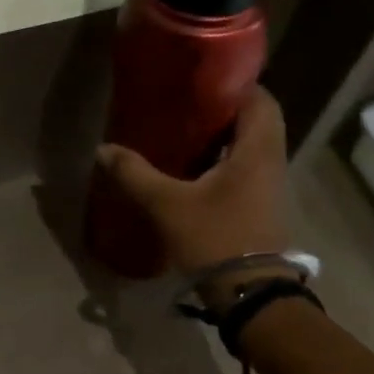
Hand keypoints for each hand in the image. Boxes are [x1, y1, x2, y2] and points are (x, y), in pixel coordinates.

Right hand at [96, 87, 291, 300]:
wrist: (249, 294)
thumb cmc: (215, 238)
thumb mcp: (167, 204)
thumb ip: (134, 173)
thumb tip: (103, 150)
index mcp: (258, 150)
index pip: (260, 99)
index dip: (235, 84)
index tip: (201, 79)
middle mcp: (271, 161)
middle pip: (254, 121)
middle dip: (222, 110)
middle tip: (183, 104)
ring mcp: (269, 186)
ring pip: (249, 146)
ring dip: (221, 136)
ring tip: (182, 131)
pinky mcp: (260, 206)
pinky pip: (244, 168)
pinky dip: (221, 160)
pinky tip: (190, 168)